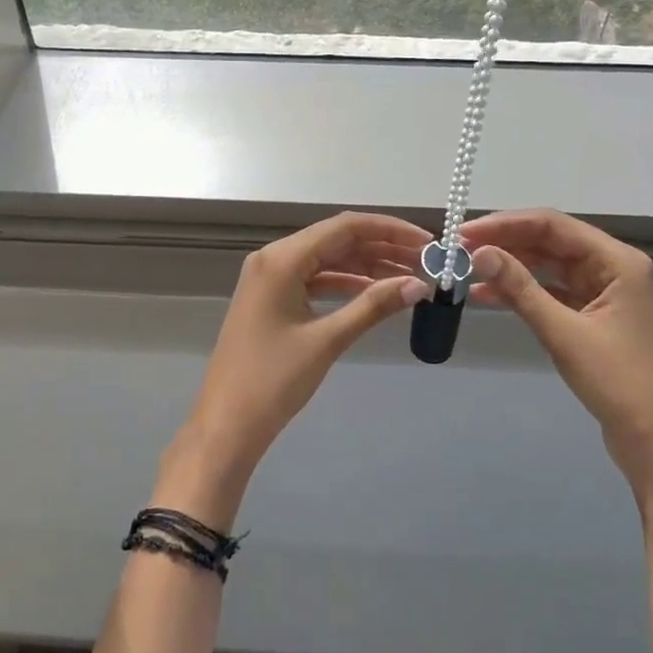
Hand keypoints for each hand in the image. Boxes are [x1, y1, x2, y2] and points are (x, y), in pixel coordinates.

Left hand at [164, 213, 432, 524]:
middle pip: (337, 239)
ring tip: (409, 277)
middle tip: (426, 261)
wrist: (226, 425)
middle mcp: (274, 258)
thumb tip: (419, 285)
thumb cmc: (273, 380)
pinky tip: (375, 292)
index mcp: (282, 258)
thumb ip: (373, 306)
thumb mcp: (327, 340)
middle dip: (382, 248)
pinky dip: (346, 284)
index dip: (389, 230)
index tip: (426, 242)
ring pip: (328, 259)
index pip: (344, 227)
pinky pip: (315, 279)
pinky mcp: (273, 299)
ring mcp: (271, 278)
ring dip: (367, 266)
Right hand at [462, 210, 652, 498]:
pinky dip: (522, 291)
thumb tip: (479, 252)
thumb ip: (520, 288)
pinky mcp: (593, 315)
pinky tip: (487, 295)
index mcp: (617, 260)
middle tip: (460, 249)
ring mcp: (603, 291)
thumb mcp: (563, 333)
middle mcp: (611, 266)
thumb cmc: (619, 383)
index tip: (466, 232)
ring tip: (467, 270)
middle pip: (549, 241)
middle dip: (505, 243)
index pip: (552, 225)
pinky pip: (551, 290)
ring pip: (548, 265)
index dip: (506, 224)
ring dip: (510, 266)